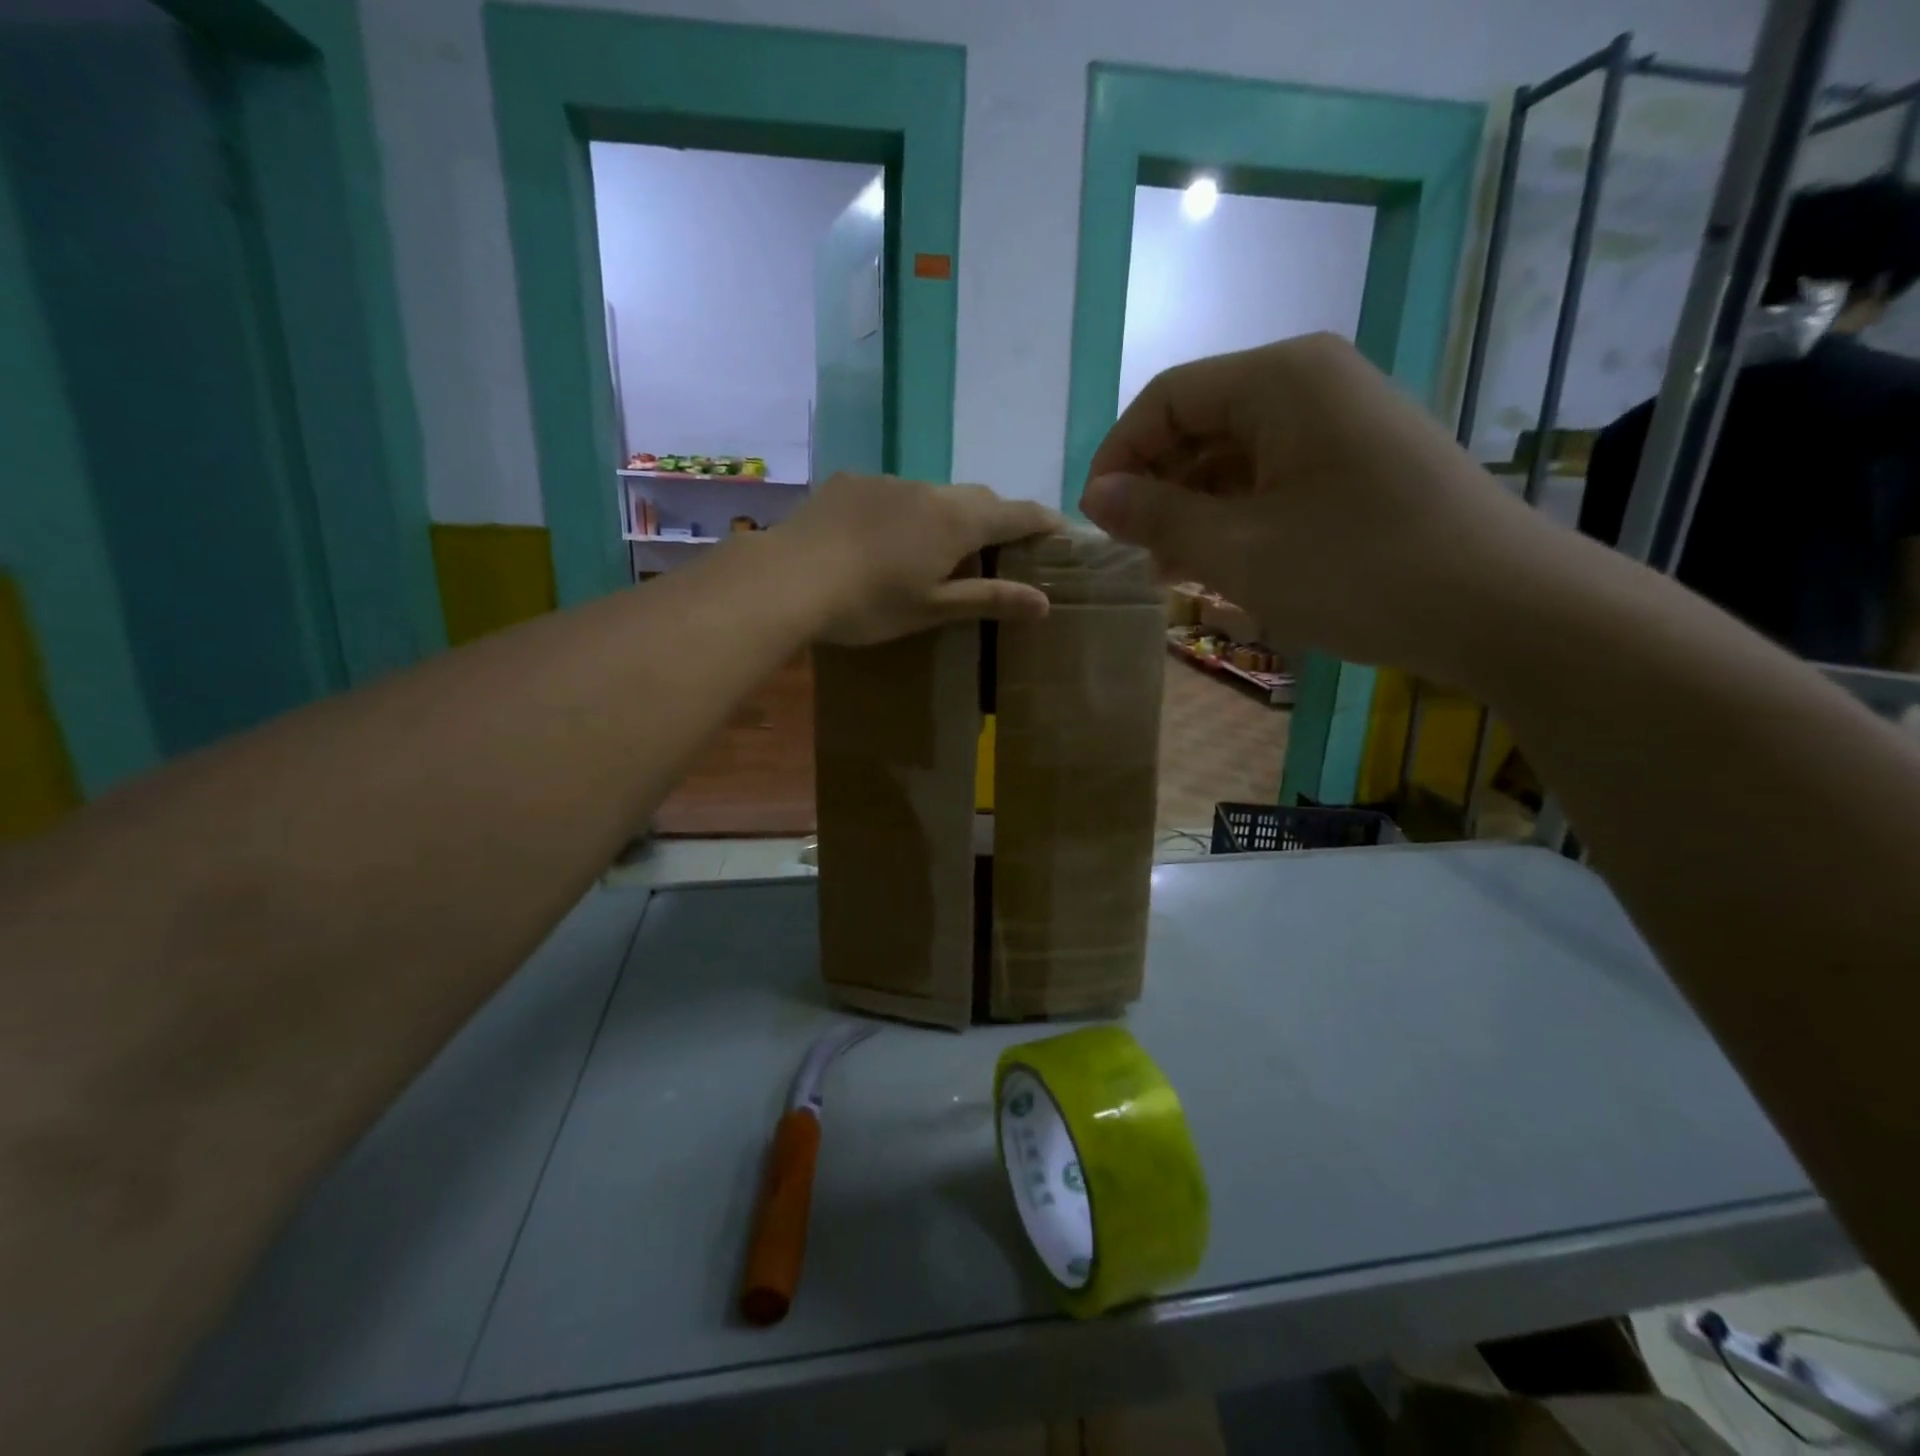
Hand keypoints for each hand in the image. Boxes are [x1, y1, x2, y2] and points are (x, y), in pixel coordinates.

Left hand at [782, 473, 1063, 645]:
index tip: (1059, 531)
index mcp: (957, 521)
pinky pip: (894, 492)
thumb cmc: (870, 603)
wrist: (788, 578)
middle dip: (996, 518)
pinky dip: (906, 511)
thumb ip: (989, 599)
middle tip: (998, 549)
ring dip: (948, 515)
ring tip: (936, 548)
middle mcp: (929, 490)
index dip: (1042, 522)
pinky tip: (884, 538)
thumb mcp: (933, 608)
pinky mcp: (851, 482)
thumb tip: (1044, 603)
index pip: (1016, 514)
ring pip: (934, 493)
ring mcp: (887, 481)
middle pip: (978, 498)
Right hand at [1080, 334, 1537, 678]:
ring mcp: (1341, 421)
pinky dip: (1237, 514)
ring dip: (1193, 506)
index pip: (1166, 399)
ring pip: (1235, 452)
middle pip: (1200, 421)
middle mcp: (1310, 381)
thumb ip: (1158, 517)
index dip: (1118, 456)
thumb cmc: (1357, 570)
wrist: (1502, 607)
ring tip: (1171, 569)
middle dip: (1156, 486)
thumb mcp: (1238, 550)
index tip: (1097, 521)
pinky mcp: (1361, 461)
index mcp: (1279, 379)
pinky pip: (1274, 475)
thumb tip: (1097, 496)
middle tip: (1134, 553)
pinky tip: (1223, 562)